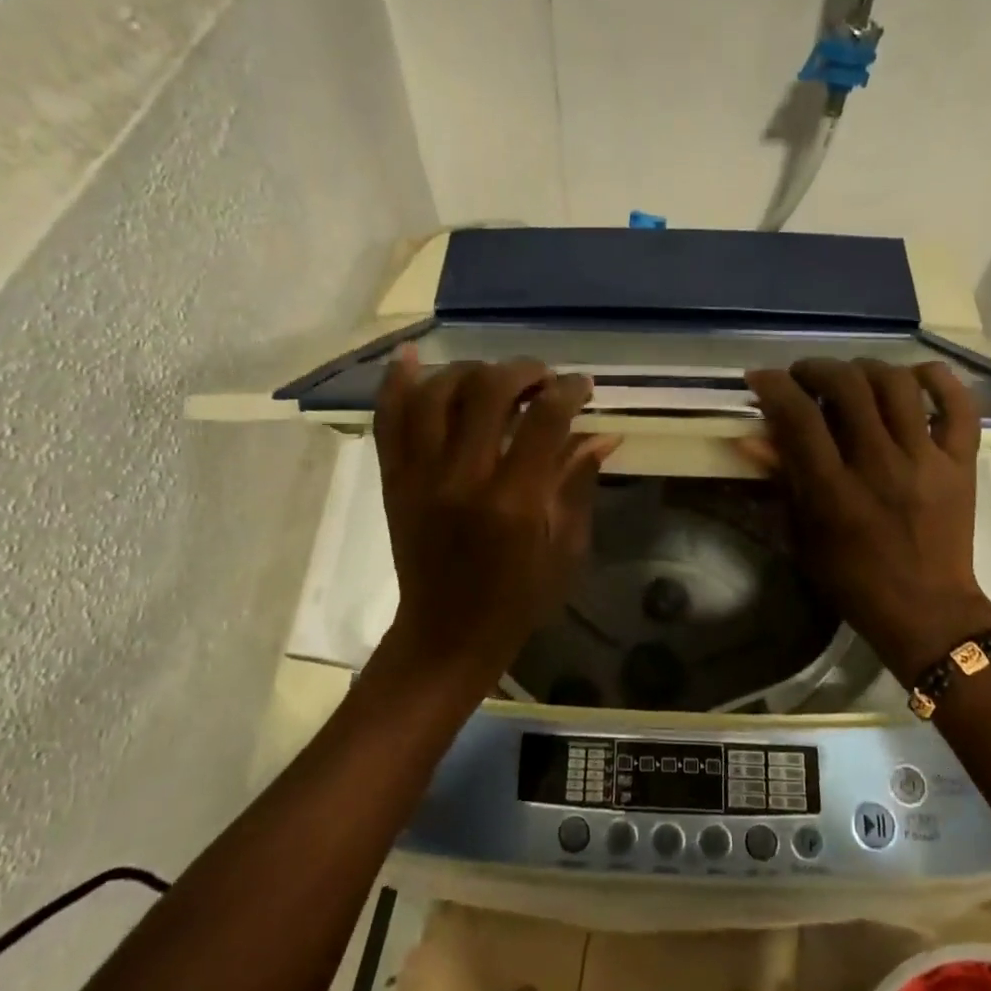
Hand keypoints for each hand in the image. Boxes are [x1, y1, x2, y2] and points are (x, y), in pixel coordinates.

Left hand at [374, 350, 619, 697]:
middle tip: (541, 377)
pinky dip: (397, 382)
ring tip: (492, 375)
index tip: (582, 386)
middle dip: (522, 371)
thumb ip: (579, 484)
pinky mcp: (393, 481)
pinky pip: (388, 420)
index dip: (567, 391)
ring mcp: (420, 477)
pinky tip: (411, 355)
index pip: (544, 420)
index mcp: (514, 502)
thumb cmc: (518, 599)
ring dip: (469, 371)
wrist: (446, 635)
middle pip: (487, 392)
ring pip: (435, 394)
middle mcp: (462, 479)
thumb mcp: (565, 549)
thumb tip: (602, 433)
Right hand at [742, 359, 990, 685]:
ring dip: (866, 368)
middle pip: (848, 387)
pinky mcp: (962, 464)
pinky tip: (915, 376)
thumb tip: (752, 435)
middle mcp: (881, 467)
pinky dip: (938, 380)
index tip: (762, 379)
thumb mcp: (804, 535)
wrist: (927, 611)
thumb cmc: (853, 579)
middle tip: (804, 377)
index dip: (774, 386)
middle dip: (817, 369)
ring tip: (852, 378)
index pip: (799, 417)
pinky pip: (960, 406)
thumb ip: (782, 480)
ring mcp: (927, 461)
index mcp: (835, 492)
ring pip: (898, 385)